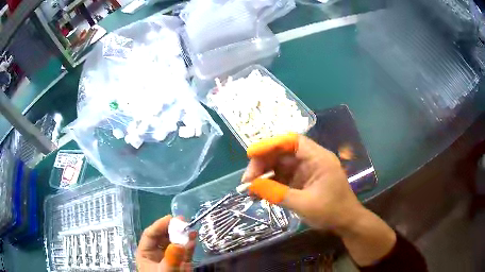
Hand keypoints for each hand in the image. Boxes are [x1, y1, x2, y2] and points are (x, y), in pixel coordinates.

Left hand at [136, 215, 195, 271]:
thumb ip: (170, 260)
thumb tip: (178, 244)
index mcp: (146, 253)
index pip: (150, 235)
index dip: (159, 225)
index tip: (171, 218)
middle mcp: (157, 252)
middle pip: (163, 236)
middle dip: (172, 228)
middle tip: (183, 221)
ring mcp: (171, 257)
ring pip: (175, 242)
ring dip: (183, 234)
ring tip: (190, 227)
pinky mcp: (182, 262)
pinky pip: (185, 250)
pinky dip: (190, 243)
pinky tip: (194, 237)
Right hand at [243, 133, 360, 230]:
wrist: (346, 223)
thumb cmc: (331, 212)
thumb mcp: (304, 204)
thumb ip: (278, 194)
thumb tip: (252, 185)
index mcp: (318, 158)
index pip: (292, 141)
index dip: (270, 144)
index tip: (251, 154)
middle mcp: (311, 160)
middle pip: (283, 153)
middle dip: (263, 164)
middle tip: (247, 179)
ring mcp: (306, 171)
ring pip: (280, 166)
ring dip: (264, 175)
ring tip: (249, 188)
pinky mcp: (302, 181)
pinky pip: (283, 178)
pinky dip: (271, 183)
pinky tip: (259, 192)